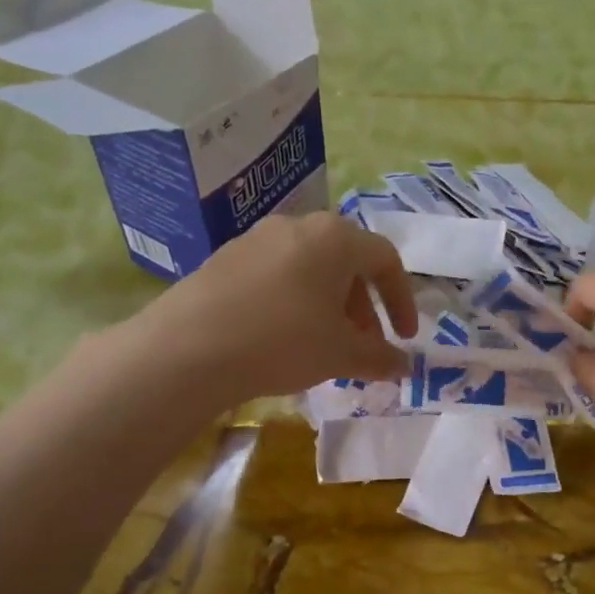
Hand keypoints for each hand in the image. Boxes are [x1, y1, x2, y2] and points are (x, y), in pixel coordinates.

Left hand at [127, 213, 417, 404]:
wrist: (189, 348)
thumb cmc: (284, 341)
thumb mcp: (342, 354)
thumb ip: (381, 358)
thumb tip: (404, 367)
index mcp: (336, 238)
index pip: (386, 260)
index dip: (402, 300)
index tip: (405, 338)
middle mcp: (298, 226)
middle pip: (347, 262)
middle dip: (365, 306)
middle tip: (366, 344)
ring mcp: (257, 238)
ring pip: (311, 268)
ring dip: (331, 305)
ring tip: (327, 344)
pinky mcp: (226, 258)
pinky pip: (278, 275)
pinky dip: (297, 302)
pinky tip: (285, 337)